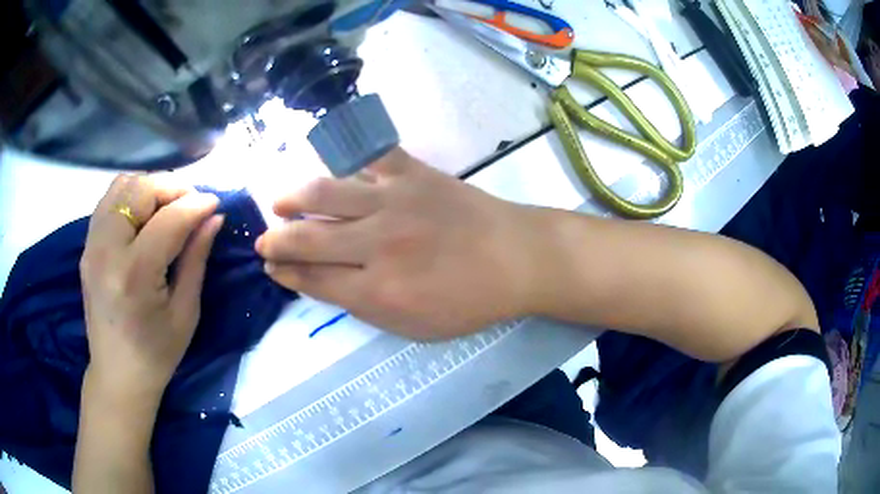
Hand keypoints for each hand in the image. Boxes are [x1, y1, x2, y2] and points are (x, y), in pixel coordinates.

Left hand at [80, 175, 223, 401]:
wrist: (117, 374)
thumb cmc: (156, 353)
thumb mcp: (185, 312)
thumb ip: (196, 258)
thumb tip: (214, 217)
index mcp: (134, 275)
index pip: (168, 220)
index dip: (196, 205)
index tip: (216, 203)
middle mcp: (106, 250)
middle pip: (140, 190)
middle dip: (172, 188)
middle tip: (192, 205)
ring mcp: (92, 244)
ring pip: (122, 185)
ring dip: (150, 187)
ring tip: (167, 206)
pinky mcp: (87, 245)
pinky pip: (109, 200)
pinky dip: (130, 195)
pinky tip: (144, 215)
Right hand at [256, 148, 541, 339]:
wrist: (516, 258)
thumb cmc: (470, 301)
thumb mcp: (416, 326)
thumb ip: (365, 307)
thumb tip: (324, 284)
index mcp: (378, 291)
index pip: (313, 279)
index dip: (286, 273)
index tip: (272, 267)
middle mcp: (376, 245)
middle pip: (307, 239)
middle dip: (276, 241)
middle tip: (264, 240)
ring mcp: (393, 201)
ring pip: (325, 194)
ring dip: (293, 198)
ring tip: (279, 203)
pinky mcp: (412, 173)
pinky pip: (369, 155)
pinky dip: (345, 155)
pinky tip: (328, 161)